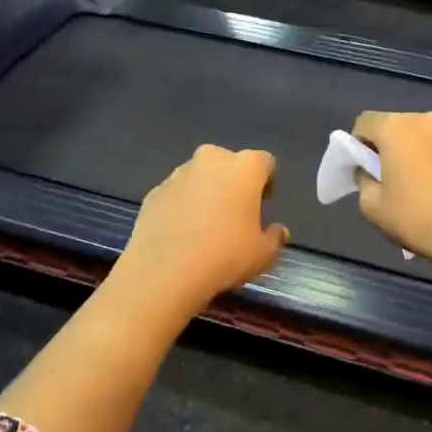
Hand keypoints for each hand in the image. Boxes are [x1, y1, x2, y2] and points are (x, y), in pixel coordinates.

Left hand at [114, 145, 288, 315]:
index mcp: (244, 167)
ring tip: (206, 225)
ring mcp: (178, 174)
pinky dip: (182, 206)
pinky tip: (182, 234)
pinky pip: (176, 194)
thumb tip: (278, 231)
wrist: (165, 270)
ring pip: (199, 177)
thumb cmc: (226, 255)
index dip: (267, 181)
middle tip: (236, 211)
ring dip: (206, 192)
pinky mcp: (154, 192)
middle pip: (228, 163)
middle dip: (233, 181)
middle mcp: (211, 160)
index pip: (264, 162)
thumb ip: (274, 238)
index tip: (265, 203)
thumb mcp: (263, 254)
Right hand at [352, 111, 431, 283]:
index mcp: (397, 128)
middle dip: (386, 149)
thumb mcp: (372, 207)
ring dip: (412, 157)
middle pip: (395, 128)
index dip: (356, 145)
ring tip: (416, 192)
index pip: (364, 123)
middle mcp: (426, 121)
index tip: (361, 171)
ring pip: (421, 140)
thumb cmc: (418, 219)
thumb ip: (363, 180)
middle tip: (386, 182)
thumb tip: (370, 171)